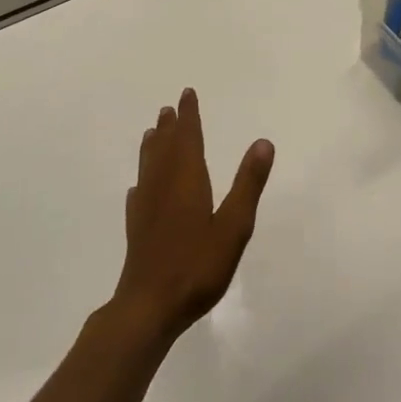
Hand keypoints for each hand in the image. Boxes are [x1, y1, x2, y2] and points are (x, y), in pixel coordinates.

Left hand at [111, 89, 274, 343]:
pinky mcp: (137, 229)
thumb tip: (263, 142)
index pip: (188, 139)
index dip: (189, 116)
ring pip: (149, 167)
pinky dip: (142, 181)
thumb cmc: (197, 265)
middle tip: (169, 108)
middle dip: (170, 127)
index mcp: (187, 180)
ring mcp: (146, 208)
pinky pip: (139, 193)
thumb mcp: (234, 226)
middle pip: (166, 149)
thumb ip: (248, 184)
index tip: (186, 94)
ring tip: (152, 133)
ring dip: (153, 147)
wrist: (149, 307)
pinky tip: (139, 188)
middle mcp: (163, 186)